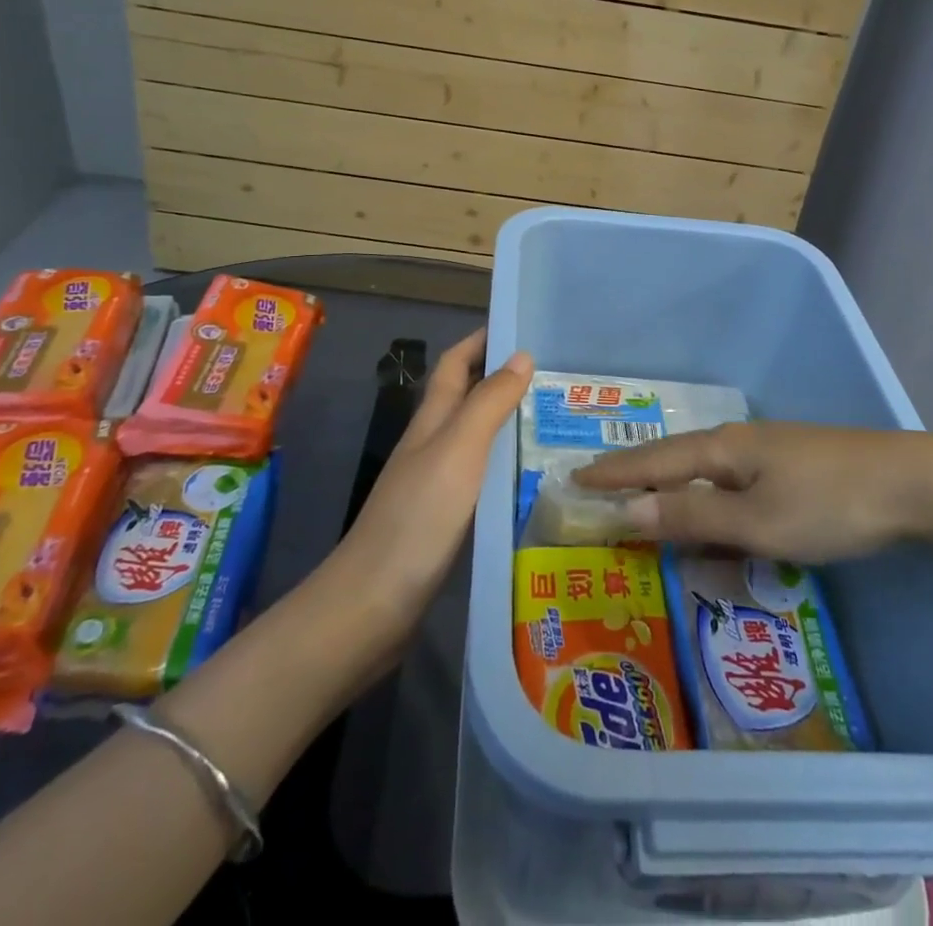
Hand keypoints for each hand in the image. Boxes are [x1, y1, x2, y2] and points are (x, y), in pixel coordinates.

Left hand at [325, 329, 531, 635]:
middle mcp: (433, 445)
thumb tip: (521, 355)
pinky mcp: (447, 520)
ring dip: (511, 424)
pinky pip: (483, 479)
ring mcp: (438, 484)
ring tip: (559, 423)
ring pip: (479, 440)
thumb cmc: (418, 516)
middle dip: (506, 380)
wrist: (373, 604)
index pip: (455, 364)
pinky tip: (536, 480)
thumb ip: (489, 403)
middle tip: (559, 378)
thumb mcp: (458, 450)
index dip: (481, 341)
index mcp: (432, 421)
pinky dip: (508, 468)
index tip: (521, 327)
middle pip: (468, 399)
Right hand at [572, 422, 932, 562]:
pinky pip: (733, 479)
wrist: (917, 482)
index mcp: (723, 450)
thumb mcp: (757, 521)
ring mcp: (771, 450)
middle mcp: (740, 442)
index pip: (653, 463)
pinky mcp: (796, 465)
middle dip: (636, 474)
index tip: (574, 479)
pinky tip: (714, 507)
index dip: (614, 474)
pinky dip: (708, 494)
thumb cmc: (829, 505)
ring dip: (672, 484)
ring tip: (645, 498)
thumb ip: (692, 518)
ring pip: (706, 469)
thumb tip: (627, 512)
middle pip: (676, 459)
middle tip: (600, 486)